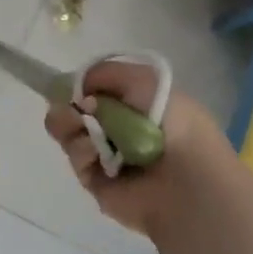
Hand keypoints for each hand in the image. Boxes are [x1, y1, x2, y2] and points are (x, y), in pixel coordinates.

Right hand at [44, 60, 233, 237]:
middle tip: (70, 107)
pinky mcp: (96, 180)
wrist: (185, 177)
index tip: (71, 85)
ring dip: (70, 124)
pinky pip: (76, 157)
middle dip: (67, 104)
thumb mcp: (144, 80)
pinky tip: (96, 151)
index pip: (95, 90)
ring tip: (81, 125)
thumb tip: (78, 89)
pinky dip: (82, 150)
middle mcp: (118, 128)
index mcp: (135, 104)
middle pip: (75, 110)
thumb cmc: (173, 123)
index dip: (80, 86)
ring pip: (69, 132)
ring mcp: (105, 154)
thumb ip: (105, 73)